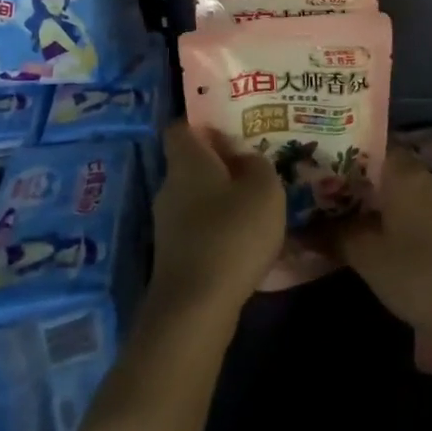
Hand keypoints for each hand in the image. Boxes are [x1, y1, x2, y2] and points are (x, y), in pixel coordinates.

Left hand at [148, 121, 286, 319]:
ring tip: (256, 205)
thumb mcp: (264, 189)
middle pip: (192, 163)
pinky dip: (218, 229)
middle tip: (255, 166)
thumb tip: (244, 157)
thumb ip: (257, 165)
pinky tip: (244, 242)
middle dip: (220, 164)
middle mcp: (170, 185)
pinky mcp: (173, 255)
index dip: (203, 123)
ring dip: (222, 199)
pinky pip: (198, 228)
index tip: (231, 126)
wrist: (195, 307)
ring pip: (196, 197)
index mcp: (187, 160)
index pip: (182, 127)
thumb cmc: (232, 233)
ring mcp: (167, 223)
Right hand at [334, 149, 431, 333]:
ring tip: (359, 222)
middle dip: (366, 185)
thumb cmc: (415, 273)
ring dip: (388, 205)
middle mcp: (428, 177)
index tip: (327, 173)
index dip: (348, 159)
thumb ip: (335, 235)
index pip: (372, 149)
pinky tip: (392, 242)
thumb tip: (304, 227)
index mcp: (404, 173)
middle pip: (391, 171)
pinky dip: (408, 221)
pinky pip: (426, 213)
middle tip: (337, 200)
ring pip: (409, 193)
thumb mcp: (365, 255)